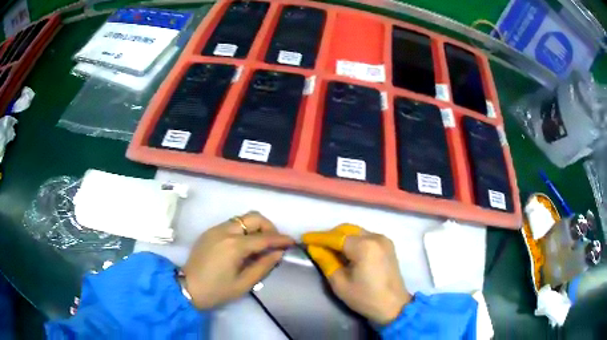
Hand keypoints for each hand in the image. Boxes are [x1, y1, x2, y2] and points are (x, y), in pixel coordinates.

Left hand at [182, 211, 293, 308]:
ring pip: (242, 219)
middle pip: (253, 217)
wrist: (188, 288)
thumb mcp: (244, 283)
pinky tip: (243, 246)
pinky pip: (231, 224)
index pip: (264, 238)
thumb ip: (263, 266)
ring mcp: (215, 229)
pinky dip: (243, 230)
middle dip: (268, 227)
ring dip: (255, 227)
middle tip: (273, 243)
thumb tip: (278, 253)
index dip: (280, 239)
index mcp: (234, 246)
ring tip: (259, 245)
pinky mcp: (209, 232)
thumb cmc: (217, 290)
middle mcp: (225, 231)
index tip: (292, 242)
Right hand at [302, 224, 410, 324]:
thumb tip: (313, 248)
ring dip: (340, 237)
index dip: (318, 237)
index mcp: (364, 247)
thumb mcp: (340, 283)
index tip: (303, 239)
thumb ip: (326, 262)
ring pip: (356, 231)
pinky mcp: (387, 245)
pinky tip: (345, 251)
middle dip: (329, 235)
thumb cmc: (365, 298)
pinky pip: (365, 236)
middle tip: (315, 245)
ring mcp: (383, 239)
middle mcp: (375, 237)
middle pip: (346, 229)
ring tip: (327, 248)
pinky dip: (352, 240)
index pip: (336, 237)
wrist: (394, 306)